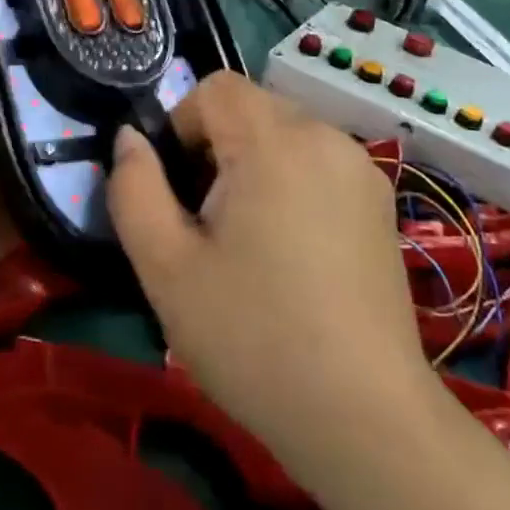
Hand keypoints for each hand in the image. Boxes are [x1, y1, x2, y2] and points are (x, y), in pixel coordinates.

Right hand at [108, 73, 430, 481]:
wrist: (366, 422)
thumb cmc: (254, 338)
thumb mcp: (164, 267)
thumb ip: (133, 188)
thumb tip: (129, 139)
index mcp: (274, 142)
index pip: (215, 88)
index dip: (182, 126)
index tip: (180, 191)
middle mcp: (325, 137)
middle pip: (250, 107)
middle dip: (215, 148)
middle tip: (207, 223)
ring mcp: (360, 170)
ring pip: (284, 133)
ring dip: (252, 164)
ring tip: (248, 240)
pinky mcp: (380, 203)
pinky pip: (317, 162)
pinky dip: (290, 182)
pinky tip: (291, 253)